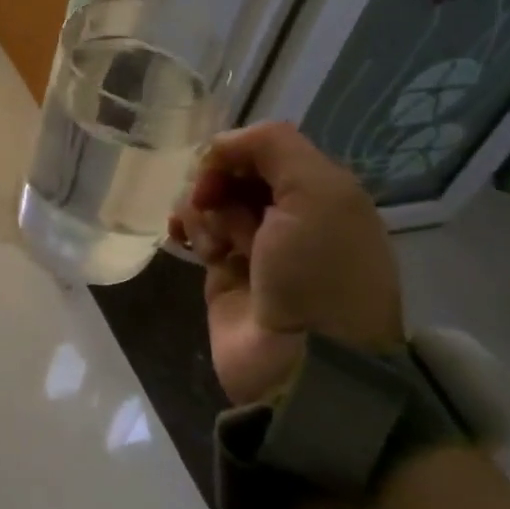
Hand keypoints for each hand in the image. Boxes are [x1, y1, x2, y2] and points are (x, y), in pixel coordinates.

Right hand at [170, 122, 401, 406]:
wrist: (304, 362)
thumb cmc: (318, 271)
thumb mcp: (319, 191)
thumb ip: (273, 146)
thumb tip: (220, 147)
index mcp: (323, 194)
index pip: (268, 150)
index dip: (238, 152)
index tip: (219, 167)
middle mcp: (291, 216)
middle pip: (237, 173)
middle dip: (216, 180)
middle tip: (210, 201)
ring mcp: (257, 246)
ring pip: (212, 200)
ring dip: (202, 208)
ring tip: (210, 239)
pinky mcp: (224, 273)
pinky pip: (198, 232)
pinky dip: (189, 228)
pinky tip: (186, 241)